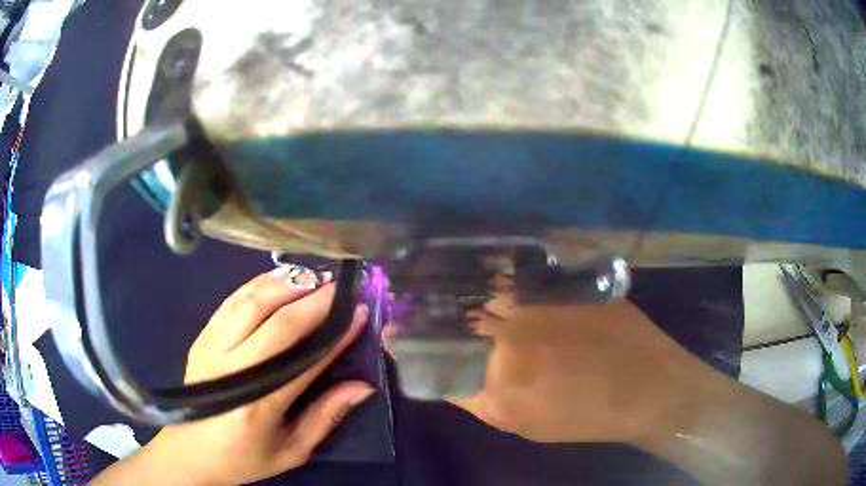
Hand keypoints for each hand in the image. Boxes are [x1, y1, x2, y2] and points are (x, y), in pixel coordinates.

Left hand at [93, 268, 372, 485]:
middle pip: (275, 319)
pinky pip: (231, 300)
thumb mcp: (291, 451)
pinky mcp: (201, 337)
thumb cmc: (244, 457)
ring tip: (314, 276)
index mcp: (257, 404)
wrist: (190, 450)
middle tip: (340, 285)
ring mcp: (211, 346)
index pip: (303, 358)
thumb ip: (325, 417)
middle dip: (312, 298)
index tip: (359, 310)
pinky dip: (258, 284)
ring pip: (250, 300)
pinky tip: (278, 279)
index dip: (334, 331)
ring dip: (285, 283)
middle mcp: (231, 367)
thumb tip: (362, 386)